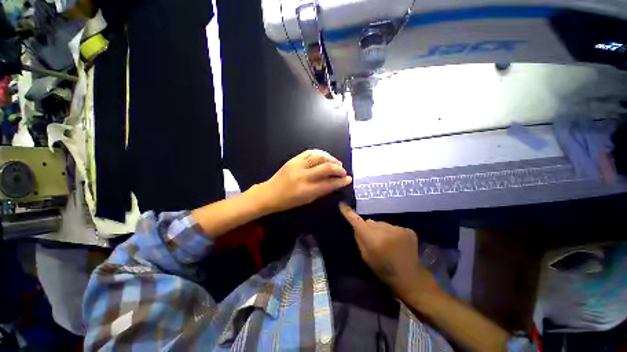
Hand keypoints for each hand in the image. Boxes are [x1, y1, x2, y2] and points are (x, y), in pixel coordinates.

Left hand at [258, 150, 352, 212]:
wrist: (270, 193)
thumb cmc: (289, 201)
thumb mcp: (307, 200)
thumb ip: (322, 191)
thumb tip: (336, 183)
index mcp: (306, 190)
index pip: (329, 183)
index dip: (341, 181)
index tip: (349, 179)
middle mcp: (303, 175)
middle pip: (326, 167)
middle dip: (338, 168)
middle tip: (343, 171)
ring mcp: (297, 165)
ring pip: (319, 156)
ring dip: (331, 158)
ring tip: (336, 163)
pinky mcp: (294, 159)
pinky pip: (310, 152)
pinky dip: (321, 153)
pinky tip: (326, 157)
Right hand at [339, 203, 440, 302]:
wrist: (409, 277)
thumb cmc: (383, 270)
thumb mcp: (365, 257)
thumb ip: (359, 239)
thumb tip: (356, 226)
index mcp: (372, 238)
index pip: (357, 221)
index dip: (348, 213)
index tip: (342, 205)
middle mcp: (384, 229)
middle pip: (371, 222)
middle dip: (369, 228)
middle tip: (373, 240)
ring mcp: (398, 229)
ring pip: (382, 224)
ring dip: (381, 230)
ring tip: (387, 243)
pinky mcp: (408, 230)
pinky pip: (394, 227)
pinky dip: (393, 233)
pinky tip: (397, 243)